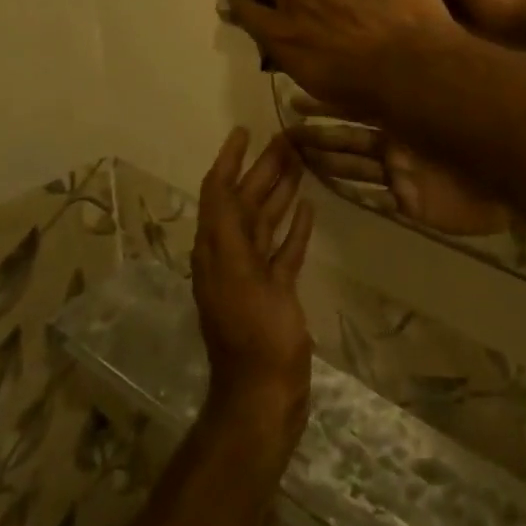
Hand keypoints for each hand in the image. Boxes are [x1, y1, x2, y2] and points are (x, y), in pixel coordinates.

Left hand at [192, 130, 314, 455]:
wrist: (265, 395)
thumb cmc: (254, 334)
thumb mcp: (238, 277)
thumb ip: (229, 229)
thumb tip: (224, 183)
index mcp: (217, 249)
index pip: (218, 192)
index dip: (228, 159)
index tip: (244, 130)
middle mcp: (231, 256)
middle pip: (245, 201)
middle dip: (262, 168)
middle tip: (289, 139)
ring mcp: (254, 275)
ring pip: (265, 221)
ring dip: (280, 191)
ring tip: (302, 162)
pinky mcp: (275, 291)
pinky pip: (283, 249)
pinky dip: (293, 226)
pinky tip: (309, 207)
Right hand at [286, 95, 514, 236]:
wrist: (516, 169)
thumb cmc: (488, 125)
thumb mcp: (455, 95)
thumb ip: (430, 75)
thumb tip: (401, 45)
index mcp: (409, 110)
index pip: (361, 101)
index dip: (331, 98)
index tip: (300, 93)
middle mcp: (400, 137)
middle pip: (350, 134)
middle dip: (320, 131)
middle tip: (286, 128)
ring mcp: (401, 169)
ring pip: (353, 162)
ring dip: (325, 157)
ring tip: (293, 151)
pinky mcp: (408, 200)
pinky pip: (370, 193)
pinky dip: (346, 187)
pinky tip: (322, 181)